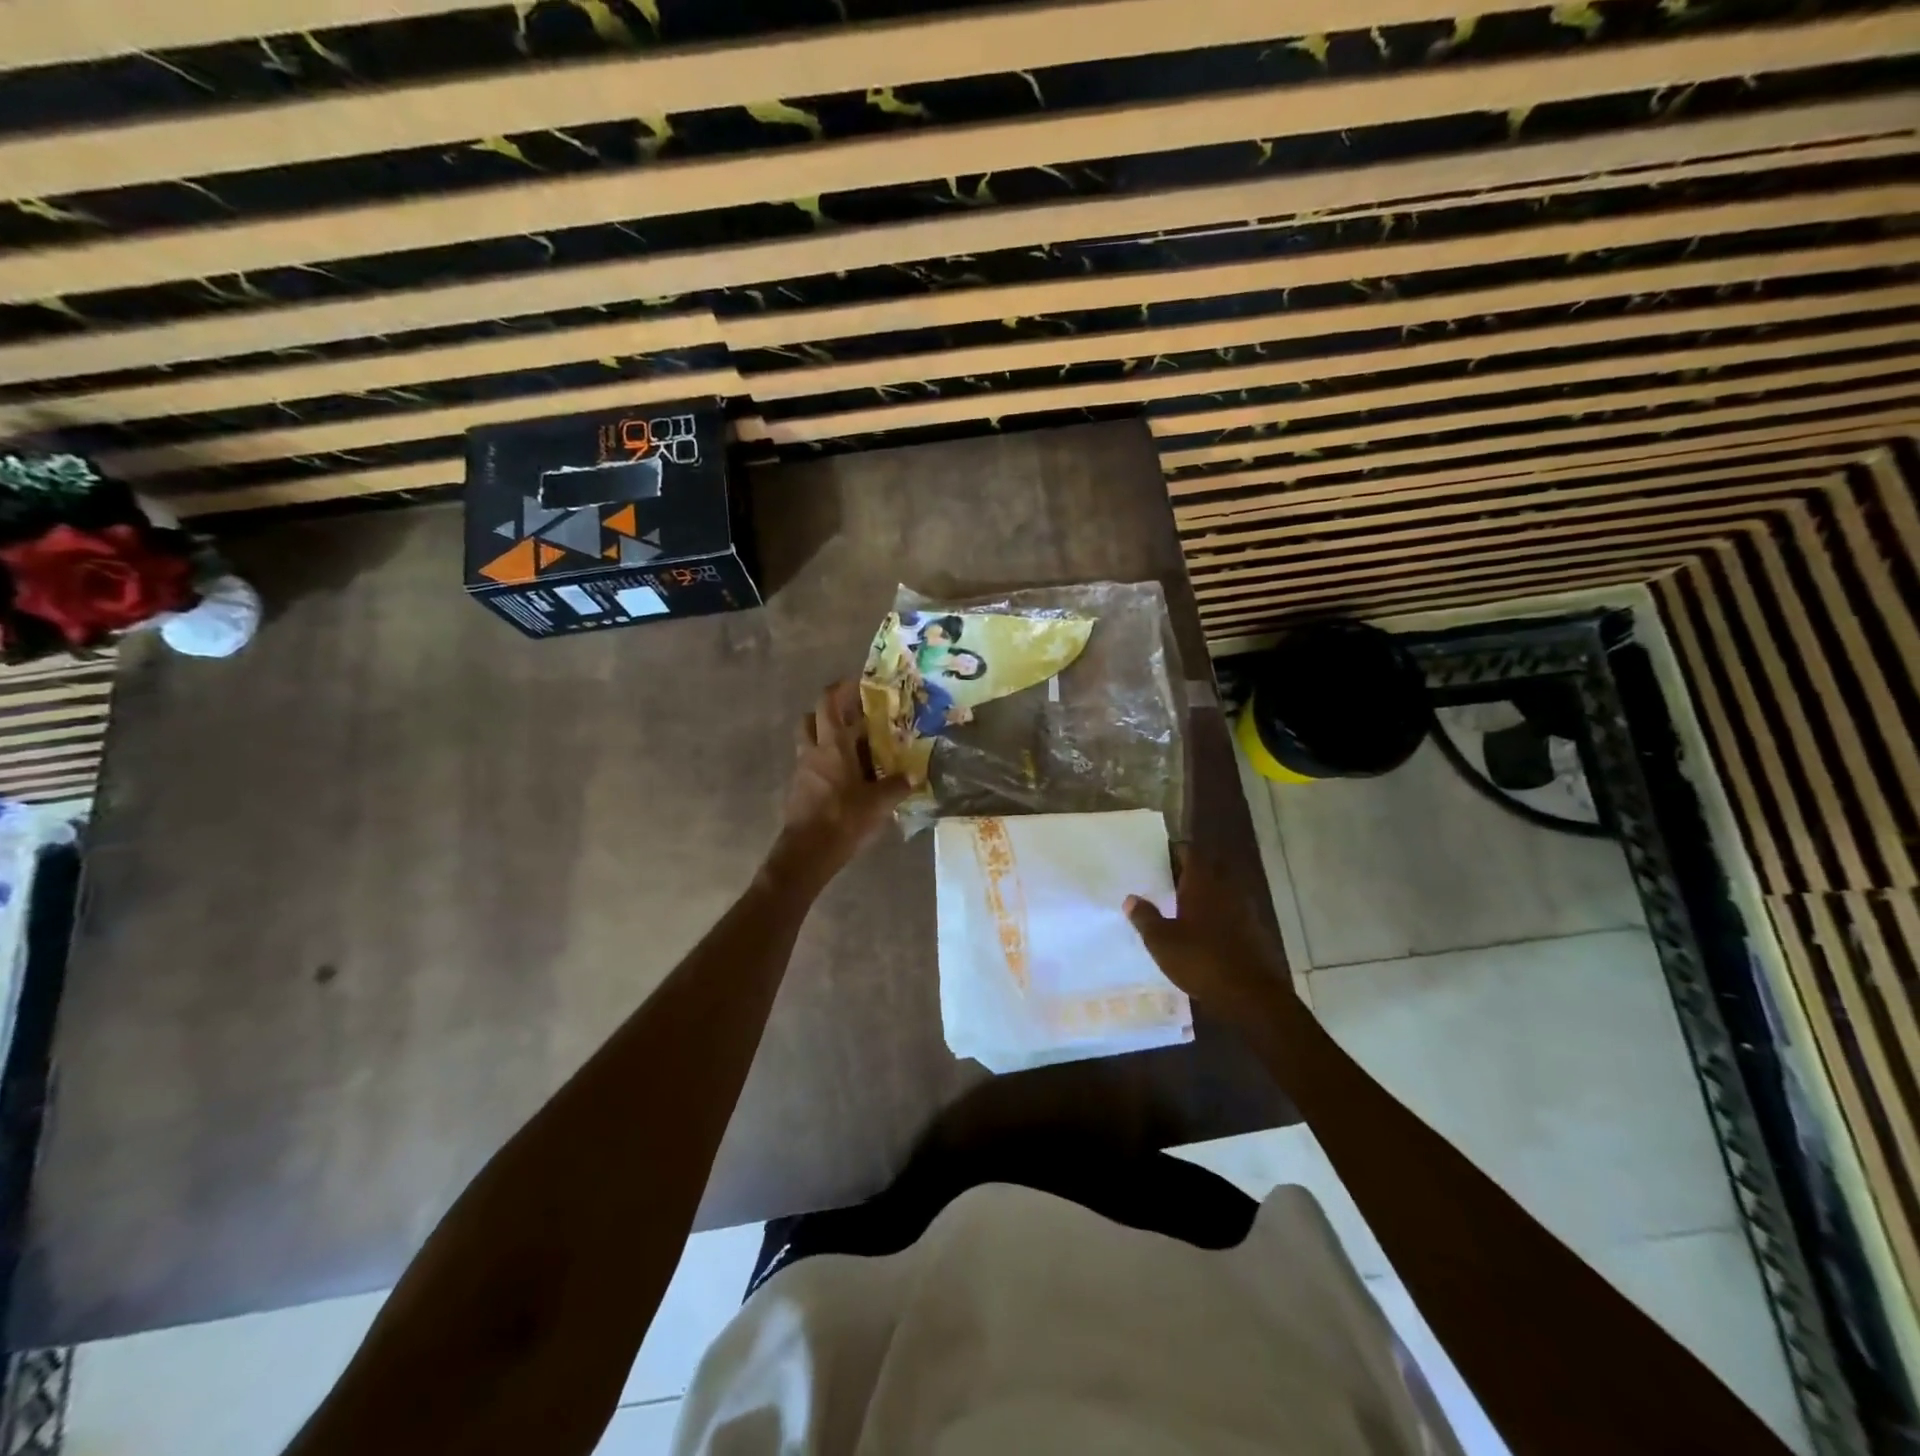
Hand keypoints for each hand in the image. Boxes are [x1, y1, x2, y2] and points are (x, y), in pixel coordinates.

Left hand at [766, 681, 910, 894]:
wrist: (807, 853)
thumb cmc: (843, 818)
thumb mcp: (879, 803)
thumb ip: (896, 786)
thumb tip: (913, 776)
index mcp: (832, 746)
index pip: (828, 703)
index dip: (840, 689)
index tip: (856, 684)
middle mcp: (812, 752)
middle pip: (811, 719)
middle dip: (829, 713)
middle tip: (853, 718)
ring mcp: (802, 772)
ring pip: (810, 743)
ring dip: (827, 740)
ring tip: (855, 750)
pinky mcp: (799, 792)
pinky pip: (812, 768)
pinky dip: (826, 765)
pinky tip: (847, 779)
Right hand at [1124, 856, 1293, 1020]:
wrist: (1250, 995)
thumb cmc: (1200, 960)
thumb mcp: (1162, 941)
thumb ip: (1145, 917)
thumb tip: (1130, 899)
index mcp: (1202, 884)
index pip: (1191, 854)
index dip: (1178, 851)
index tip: (1163, 854)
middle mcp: (1226, 890)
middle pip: (1209, 870)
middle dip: (1192, 872)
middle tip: (1169, 878)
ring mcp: (1244, 911)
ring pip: (1222, 891)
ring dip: (1206, 893)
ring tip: (1183, 903)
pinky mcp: (1254, 933)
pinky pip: (1233, 913)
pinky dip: (1219, 915)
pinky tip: (1205, 930)